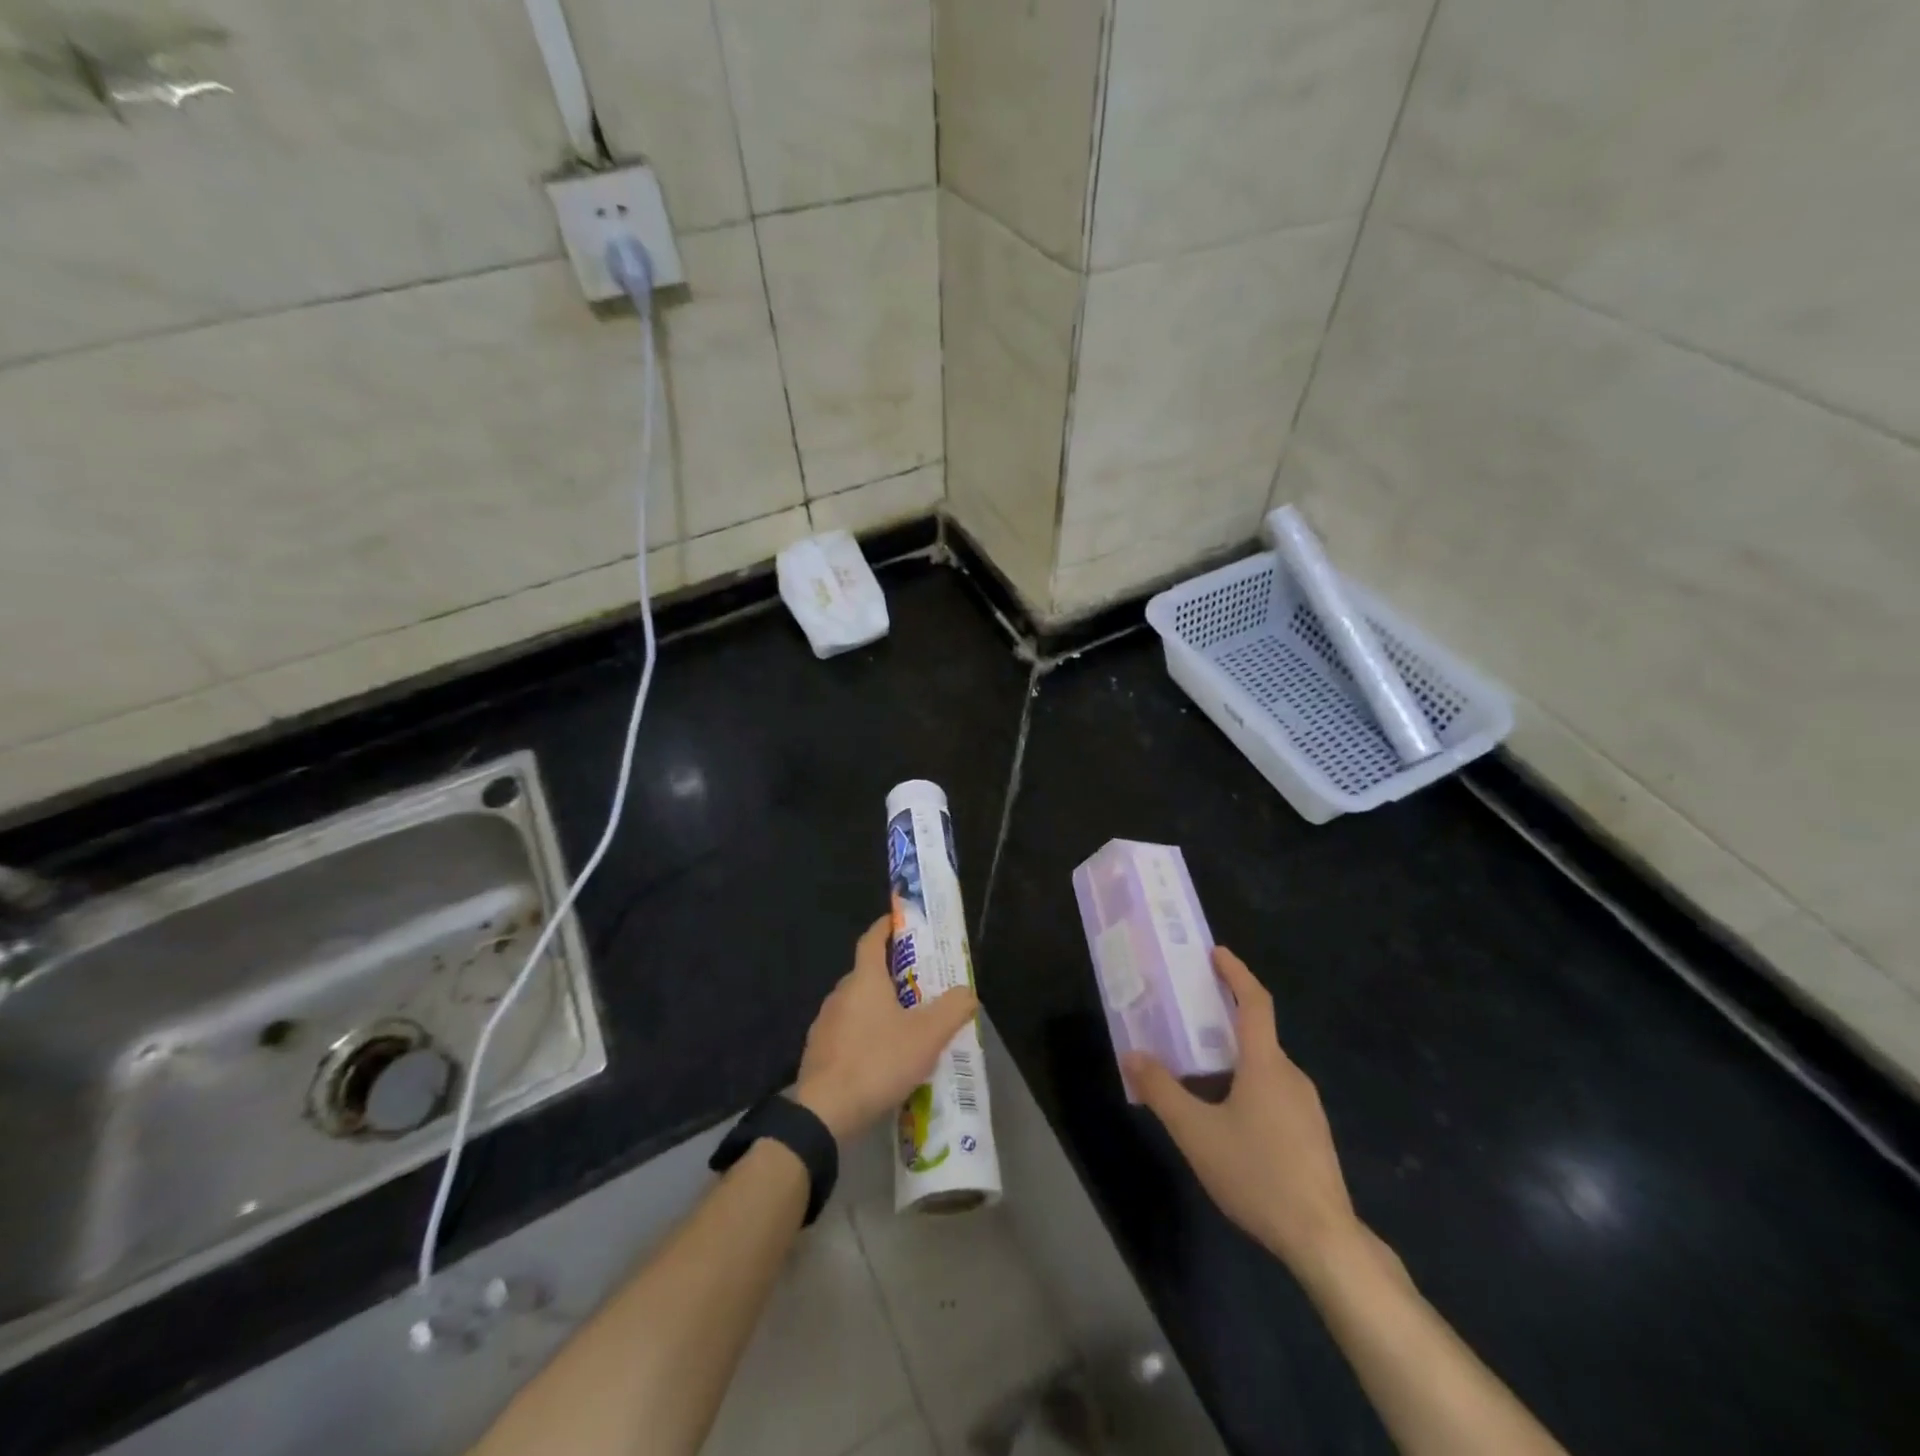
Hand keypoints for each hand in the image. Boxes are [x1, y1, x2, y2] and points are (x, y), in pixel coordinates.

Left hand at [794, 914, 978, 1141]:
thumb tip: (967, 992)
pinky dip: (866, 1034)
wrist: (823, 1112)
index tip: (901, 922)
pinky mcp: (818, 1052)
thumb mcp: (927, 1036)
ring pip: (857, 1004)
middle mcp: (840, 994)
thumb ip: (952, 1009)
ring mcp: (825, 1023)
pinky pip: (848, 1032)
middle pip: (867, 973)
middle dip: (892, 974)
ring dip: (879, 1008)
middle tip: (921, 985)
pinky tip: (882, 1058)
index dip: (887, 927)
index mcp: (864, 979)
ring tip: (906, 1025)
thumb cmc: (877, 1062)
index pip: (872, 939)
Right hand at [1123, 947, 1358, 1274]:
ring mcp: (1307, 1106)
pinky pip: (1275, 1091)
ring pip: (1266, 1066)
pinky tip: (1229, 1115)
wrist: (1324, 1240)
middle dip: (1226, 1017)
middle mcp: (1291, 1076)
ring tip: (1201, 1067)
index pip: (1255, 1002)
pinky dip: (1249, 1083)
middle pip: (1258, 1033)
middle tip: (1190, 1015)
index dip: (1236, 973)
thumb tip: (1132, 1056)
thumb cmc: (1257, 1174)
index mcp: (1266, 1064)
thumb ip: (1162, 1091)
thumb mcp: (1197, 1133)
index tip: (1216, 953)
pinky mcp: (1312, 1134)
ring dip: (1236, 1055)